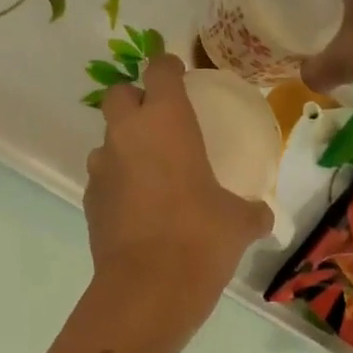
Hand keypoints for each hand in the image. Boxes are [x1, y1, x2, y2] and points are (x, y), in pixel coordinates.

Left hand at [85, 55, 272, 328]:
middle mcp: (127, 134)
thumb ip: (251, 211)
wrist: (149, 286)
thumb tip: (263, 216)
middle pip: (118, 94)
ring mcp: (102, 167)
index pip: (159, 70)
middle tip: (158, 119)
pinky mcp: (89, 200)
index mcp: (166, 121)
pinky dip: (117, 182)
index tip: (177, 74)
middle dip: (135, 99)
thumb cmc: (201, 237)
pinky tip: (136, 206)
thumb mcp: (238, 222)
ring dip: (123, 145)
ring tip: (148, 170)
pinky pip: (102, 177)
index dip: (167, 66)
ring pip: (106, 139)